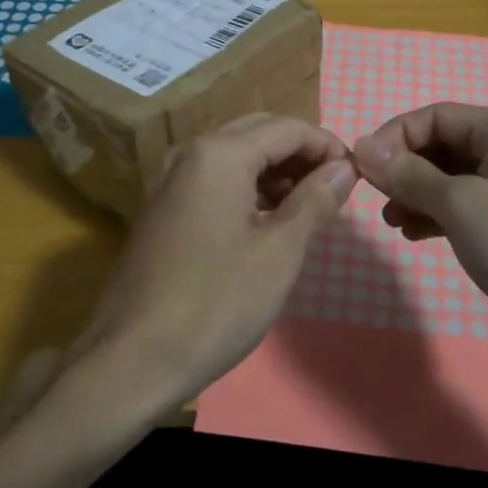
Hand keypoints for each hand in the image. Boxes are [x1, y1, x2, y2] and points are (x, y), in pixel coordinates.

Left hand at [77, 113, 356, 408]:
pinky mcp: (161, 208)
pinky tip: (267, 220)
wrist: (131, 358)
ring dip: (274, 170)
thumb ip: (315, 201)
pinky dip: (247, 187)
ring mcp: (169, 180)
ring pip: (234, 155)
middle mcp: (190, 153)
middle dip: (300, 153)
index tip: (356, 174)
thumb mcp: (279, 252)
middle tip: (334, 187)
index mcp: (219, 154)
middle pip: (258, 133)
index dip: (327, 144)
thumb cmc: (215, 303)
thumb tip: (343, 169)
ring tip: (308, 206)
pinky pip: (213, 179)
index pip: (286, 128)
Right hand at [352, 105, 487, 346]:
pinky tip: (416, 235)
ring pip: (456, 179)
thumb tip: (361, 145)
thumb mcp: (460, 205)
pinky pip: (472, 209)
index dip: (394, 137)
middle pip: (446, 145)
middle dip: (406, 169)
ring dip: (419, 195)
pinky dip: (441, 216)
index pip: (436, 116)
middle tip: (377, 201)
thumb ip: (407, 173)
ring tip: (393, 223)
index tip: (361, 170)